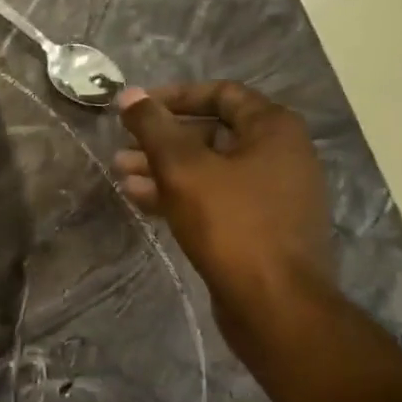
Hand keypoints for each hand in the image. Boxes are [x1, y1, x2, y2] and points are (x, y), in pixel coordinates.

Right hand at [114, 82, 333, 332]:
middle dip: (163, 139)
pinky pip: (216, 199)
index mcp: (274, 130)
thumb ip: (154, 127)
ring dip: (164, 168)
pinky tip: (140, 200)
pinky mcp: (261, 228)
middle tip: (123, 146)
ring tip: (121, 174)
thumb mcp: (183, 168)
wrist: (277, 308)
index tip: (138, 108)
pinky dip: (181, 194)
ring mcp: (273, 195)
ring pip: (210, 169)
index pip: (222, 93)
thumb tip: (129, 94)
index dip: (175, 96)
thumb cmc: (232, 225)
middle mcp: (281, 156)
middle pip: (212, 132)